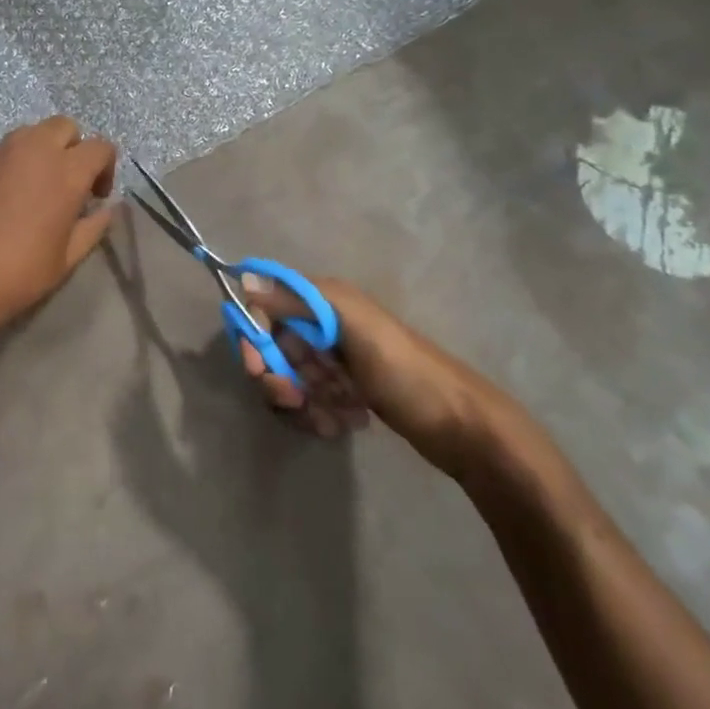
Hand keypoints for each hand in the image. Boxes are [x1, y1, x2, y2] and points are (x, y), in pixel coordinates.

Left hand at [0, 117, 117, 348]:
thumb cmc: (17, 274)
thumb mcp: (66, 259)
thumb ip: (92, 227)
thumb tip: (104, 210)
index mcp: (65, 171)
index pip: (100, 146)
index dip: (105, 168)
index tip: (96, 196)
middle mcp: (33, 149)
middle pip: (64, 127)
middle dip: (72, 148)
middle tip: (67, 183)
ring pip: (30, 133)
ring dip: (41, 150)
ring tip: (34, 187)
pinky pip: (2, 150)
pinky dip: (11, 163)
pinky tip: (2, 196)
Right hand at [237, 275, 504, 473]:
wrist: (463, 428)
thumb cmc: (407, 374)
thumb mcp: (356, 329)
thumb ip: (300, 301)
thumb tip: (246, 279)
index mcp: (324, 301)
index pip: (265, 308)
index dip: (254, 338)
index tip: (257, 368)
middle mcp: (323, 325)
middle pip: (272, 348)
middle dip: (277, 378)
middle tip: (295, 400)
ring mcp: (333, 360)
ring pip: (287, 378)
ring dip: (299, 402)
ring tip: (331, 419)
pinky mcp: (343, 390)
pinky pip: (307, 400)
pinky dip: (316, 414)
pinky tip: (342, 424)